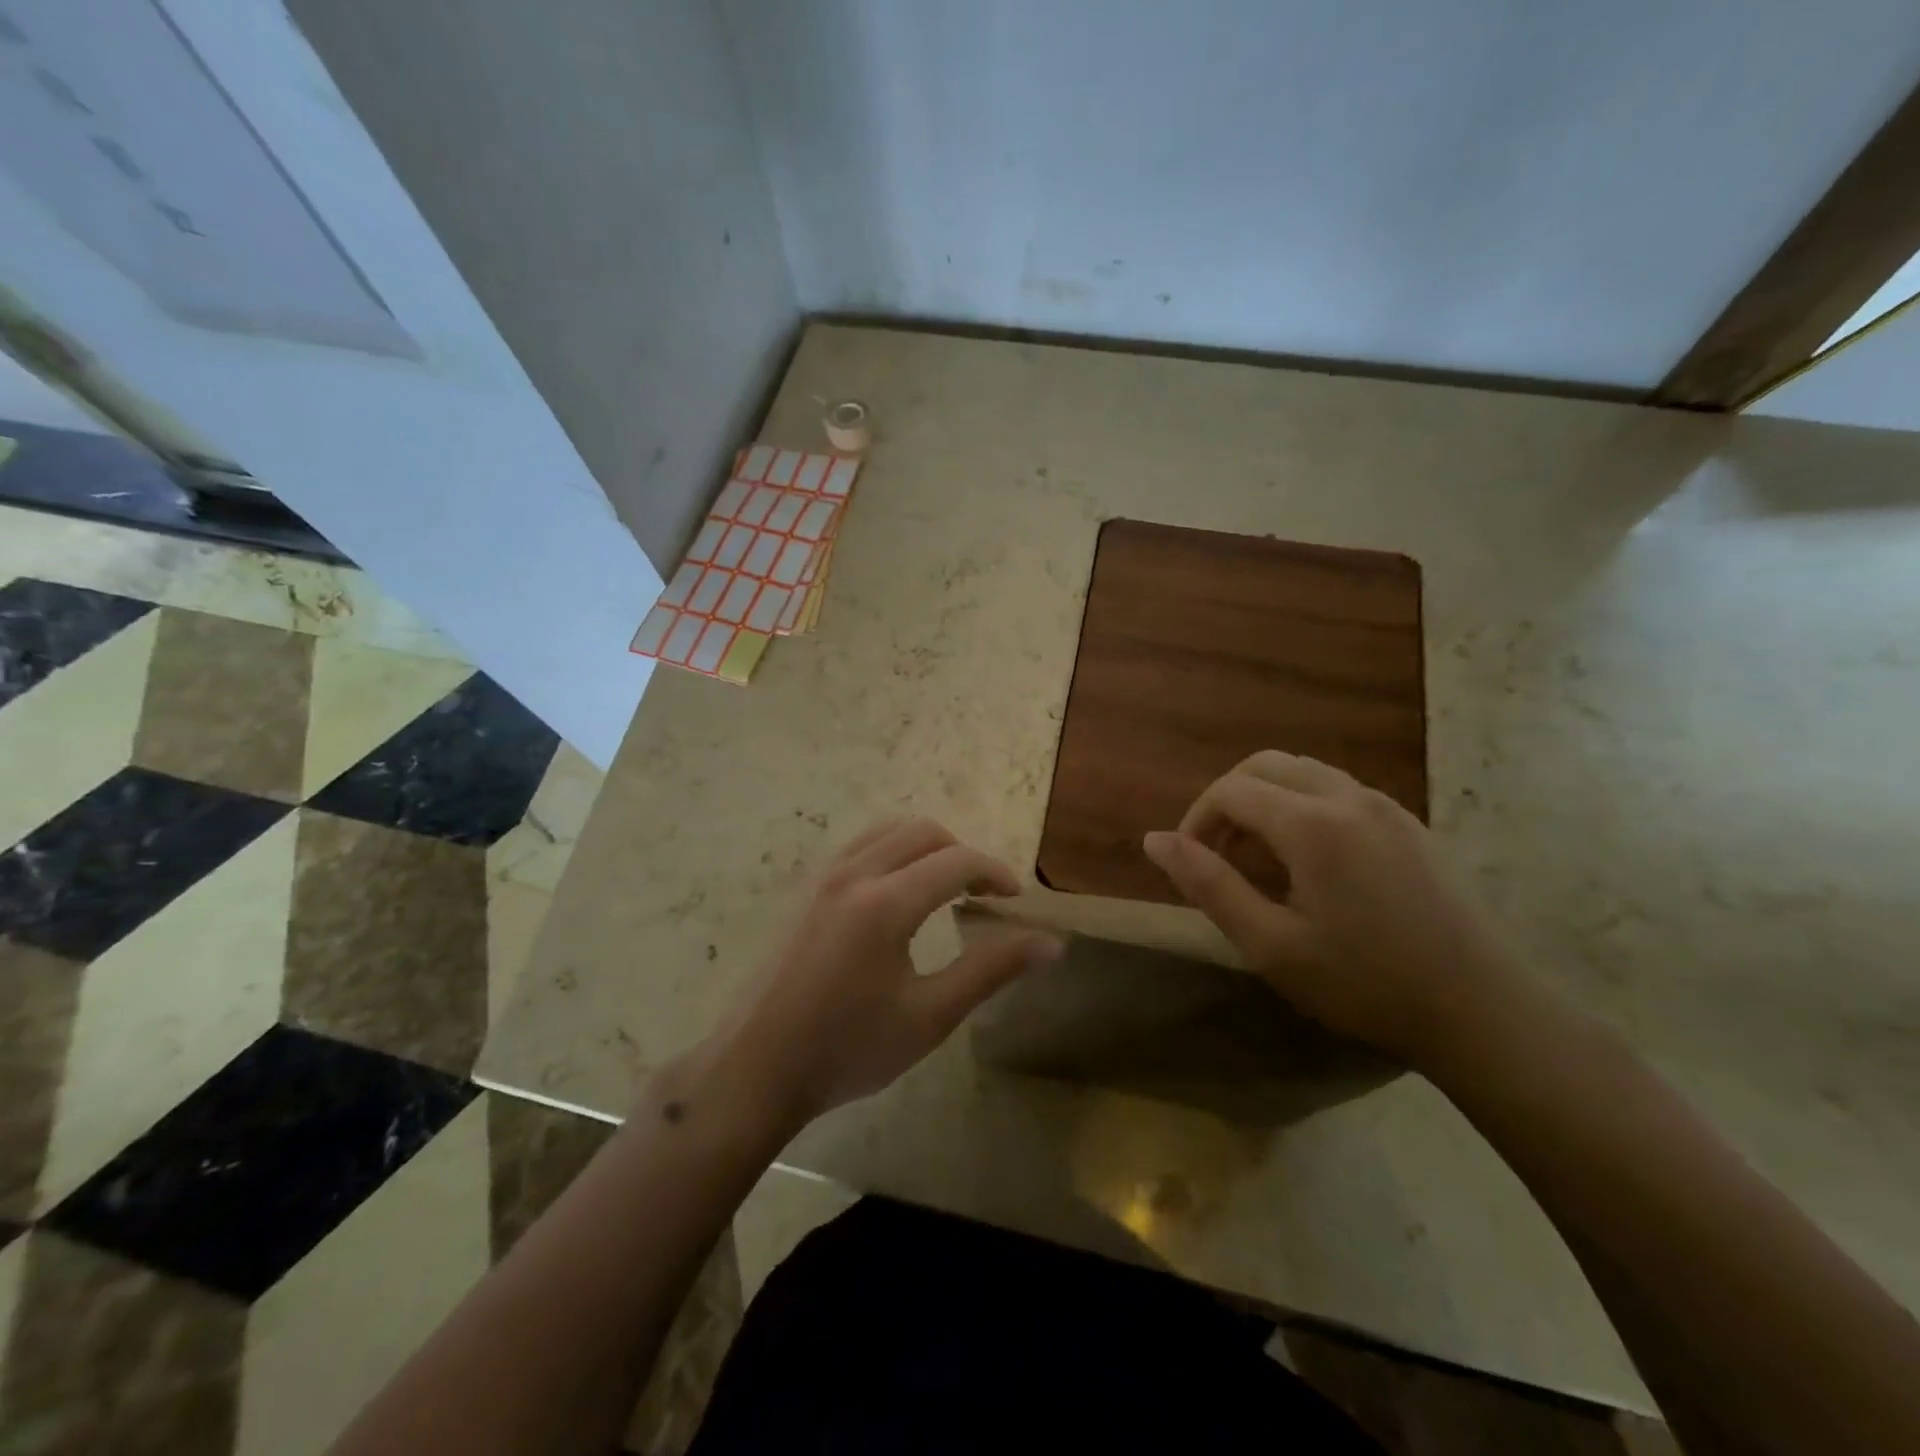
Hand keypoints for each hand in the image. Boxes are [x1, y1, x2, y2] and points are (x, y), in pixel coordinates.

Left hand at [711, 818, 1059, 1124]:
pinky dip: (891, 853)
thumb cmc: (848, 1049)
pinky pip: (858, 846)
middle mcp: (853, 873)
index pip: (956, 861)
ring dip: (925, 848)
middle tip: (981, 894)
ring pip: (887, 831)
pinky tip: (894, 898)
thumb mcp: (930, 1017)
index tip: (1014, 899)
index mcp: (886, 902)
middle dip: (962, 854)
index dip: (994, 871)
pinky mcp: (803, 889)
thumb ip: (991, 970)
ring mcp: (822, 877)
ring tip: (942, 890)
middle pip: (922, 831)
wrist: (756, 1068)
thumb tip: (1050, 944)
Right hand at [1143, 752, 1532, 1068]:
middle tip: (1218, 853)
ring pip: (1304, 772)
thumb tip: (1154, 840)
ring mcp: (1386, 806)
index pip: (1231, 790)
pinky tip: (1309, 861)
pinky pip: (1338, 790)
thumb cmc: (1364, 983)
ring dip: (1266, 799)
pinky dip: (1302, 805)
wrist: (1481, 1011)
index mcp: (1312, 824)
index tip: (1190, 864)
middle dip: (1227, 800)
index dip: (1197, 819)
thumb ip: (1208, 885)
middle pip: (1266, 764)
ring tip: (1259, 857)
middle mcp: (1349, 797)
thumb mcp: (1270, 944)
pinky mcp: (1409, 824)